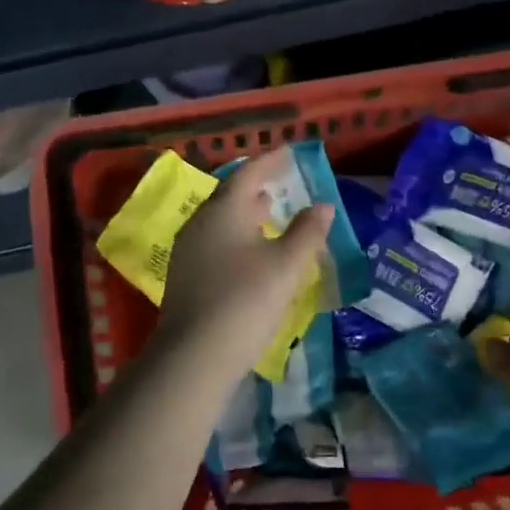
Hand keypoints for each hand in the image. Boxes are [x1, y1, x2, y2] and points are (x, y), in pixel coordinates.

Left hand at [158, 146, 333, 370]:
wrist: (194, 357)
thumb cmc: (245, 301)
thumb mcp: (286, 265)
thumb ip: (307, 232)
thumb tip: (323, 206)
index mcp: (222, 211)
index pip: (248, 174)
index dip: (271, 161)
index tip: (290, 152)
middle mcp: (200, 224)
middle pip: (230, 196)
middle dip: (256, 186)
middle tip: (280, 181)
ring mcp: (188, 252)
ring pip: (221, 221)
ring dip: (246, 213)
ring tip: (269, 211)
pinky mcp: (186, 278)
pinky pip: (215, 242)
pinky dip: (237, 236)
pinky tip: (251, 251)